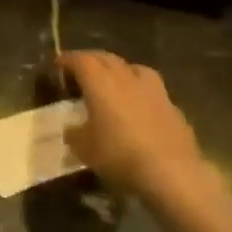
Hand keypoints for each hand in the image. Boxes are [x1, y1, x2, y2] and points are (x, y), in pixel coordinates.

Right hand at [61, 51, 206, 197]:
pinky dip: (139, 92)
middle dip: (91, 60)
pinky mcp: (172, 108)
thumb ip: (74, 133)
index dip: (67, 60)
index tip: (58, 65)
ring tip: (113, 82)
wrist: (172, 172)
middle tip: (81, 70)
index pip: (80, 60)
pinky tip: (137, 107)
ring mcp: (154, 91)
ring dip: (120, 70)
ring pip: (134, 68)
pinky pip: (151, 90)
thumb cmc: (119, 154)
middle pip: (107, 58)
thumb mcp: (83, 148)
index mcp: (100, 82)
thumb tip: (73, 129)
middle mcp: (126, 78)